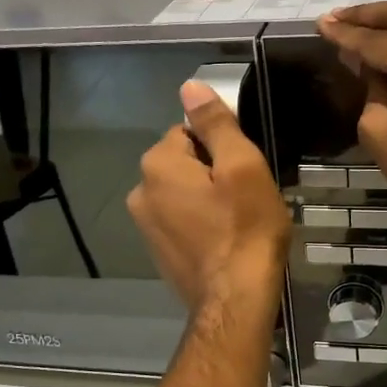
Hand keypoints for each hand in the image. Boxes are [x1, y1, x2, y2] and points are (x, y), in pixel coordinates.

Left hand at [127, 83, 290, 313]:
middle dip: (213, 174)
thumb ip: (215, 124)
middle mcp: (140, 192)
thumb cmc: (245, 229)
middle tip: (245, 199)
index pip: (190, 132)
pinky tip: (223, 243)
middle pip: (184, 164)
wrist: (235, 300)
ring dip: (207, 200)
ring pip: (183, 194)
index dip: (223, 149)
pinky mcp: (157, 254)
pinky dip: (200, 226)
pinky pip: (181, 223)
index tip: (244, 173)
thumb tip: (190, 86)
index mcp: (157, 164)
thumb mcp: (242, 167)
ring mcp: (145, 227)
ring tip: (237, 223)